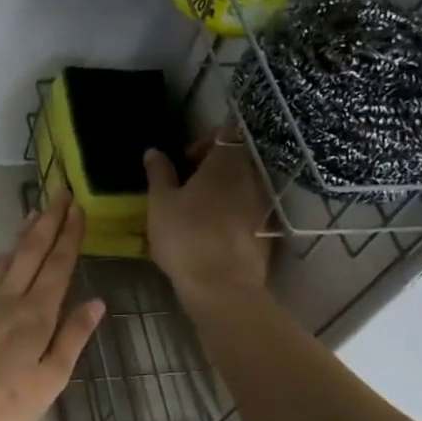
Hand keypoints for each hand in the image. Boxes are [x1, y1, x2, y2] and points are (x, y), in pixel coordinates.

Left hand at [0, 194, 105, 420]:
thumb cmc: (3, 403)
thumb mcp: (50, 378)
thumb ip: (73, 337)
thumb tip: (96, 302)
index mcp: (36, 313)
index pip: (58, 264)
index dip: (70, 235)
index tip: (78, 208)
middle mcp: (9, 297)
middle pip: (31, 250)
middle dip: (49, 220)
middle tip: (60, 193)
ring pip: (7, 256)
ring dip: (24, 232)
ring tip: (35, 212)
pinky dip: (1, 255)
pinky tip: (2, 255)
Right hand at [144, 137, 272, 298]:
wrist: (222, 286)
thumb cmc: (186, 237)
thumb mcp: (160, 203)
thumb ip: (159, 174)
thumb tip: (154, 152)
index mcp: (226, 162)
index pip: (225, 133)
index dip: (204, 142)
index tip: (185, 162)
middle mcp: (252, 176)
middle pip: (235, 160)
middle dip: (212, 168)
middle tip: (186, 187)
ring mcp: (263, 204)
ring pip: (242, 186)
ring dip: (222, 192)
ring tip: (197, 212)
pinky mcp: (266, 231)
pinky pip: (248, 210)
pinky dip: (232, 214)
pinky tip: (212, 233)